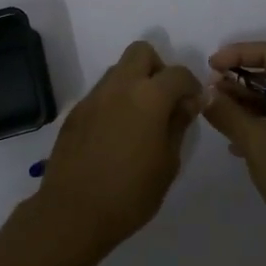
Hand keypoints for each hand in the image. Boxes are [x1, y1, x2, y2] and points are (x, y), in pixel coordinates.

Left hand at [33, 41, 202, 256]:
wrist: (72, 213)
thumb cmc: (130, 193)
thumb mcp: (168, 163)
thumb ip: (179, 124)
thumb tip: (188, 101)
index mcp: (148, 96)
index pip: (178, 73)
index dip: (191, 86)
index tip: (192, 106)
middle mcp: (119, 86)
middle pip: (141, 52)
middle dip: (158, 69)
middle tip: (164, 101)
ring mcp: (93, 97)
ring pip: (119, 70)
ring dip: (134, 83)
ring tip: (140, 120)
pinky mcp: (75, 112)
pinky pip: (101, 93)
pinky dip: (115, 101)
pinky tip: (116, 134)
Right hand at [202, 40, 265, 247]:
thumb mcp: (259, 143)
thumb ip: (229, 114)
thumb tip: (205, 93)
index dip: (237, 53)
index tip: (210, 67)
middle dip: (238, 79)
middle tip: (209, 93)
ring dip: (244, 104)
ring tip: (216, 115)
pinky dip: (256, 126)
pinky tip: (234, 144)